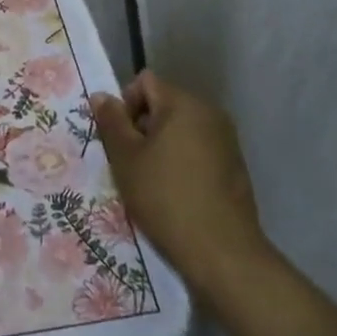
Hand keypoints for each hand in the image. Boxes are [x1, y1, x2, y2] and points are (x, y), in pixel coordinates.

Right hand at [90, 72, 269, 302]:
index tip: (120, 141)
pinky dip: (181, 162)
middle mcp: (210, 113)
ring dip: (160, 146)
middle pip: (163, 104)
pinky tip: (175, 194)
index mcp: (184, 104)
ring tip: (150, 181)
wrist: (223, 253)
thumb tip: (101, 95)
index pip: (145, 82)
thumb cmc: (166, 198)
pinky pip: (198, 149)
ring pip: (180, 129)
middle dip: (142, 127)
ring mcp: (226, 140)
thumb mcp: (126, 159)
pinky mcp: (234, 166)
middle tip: (130, 163)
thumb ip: (111, 121)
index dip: (125, 105)